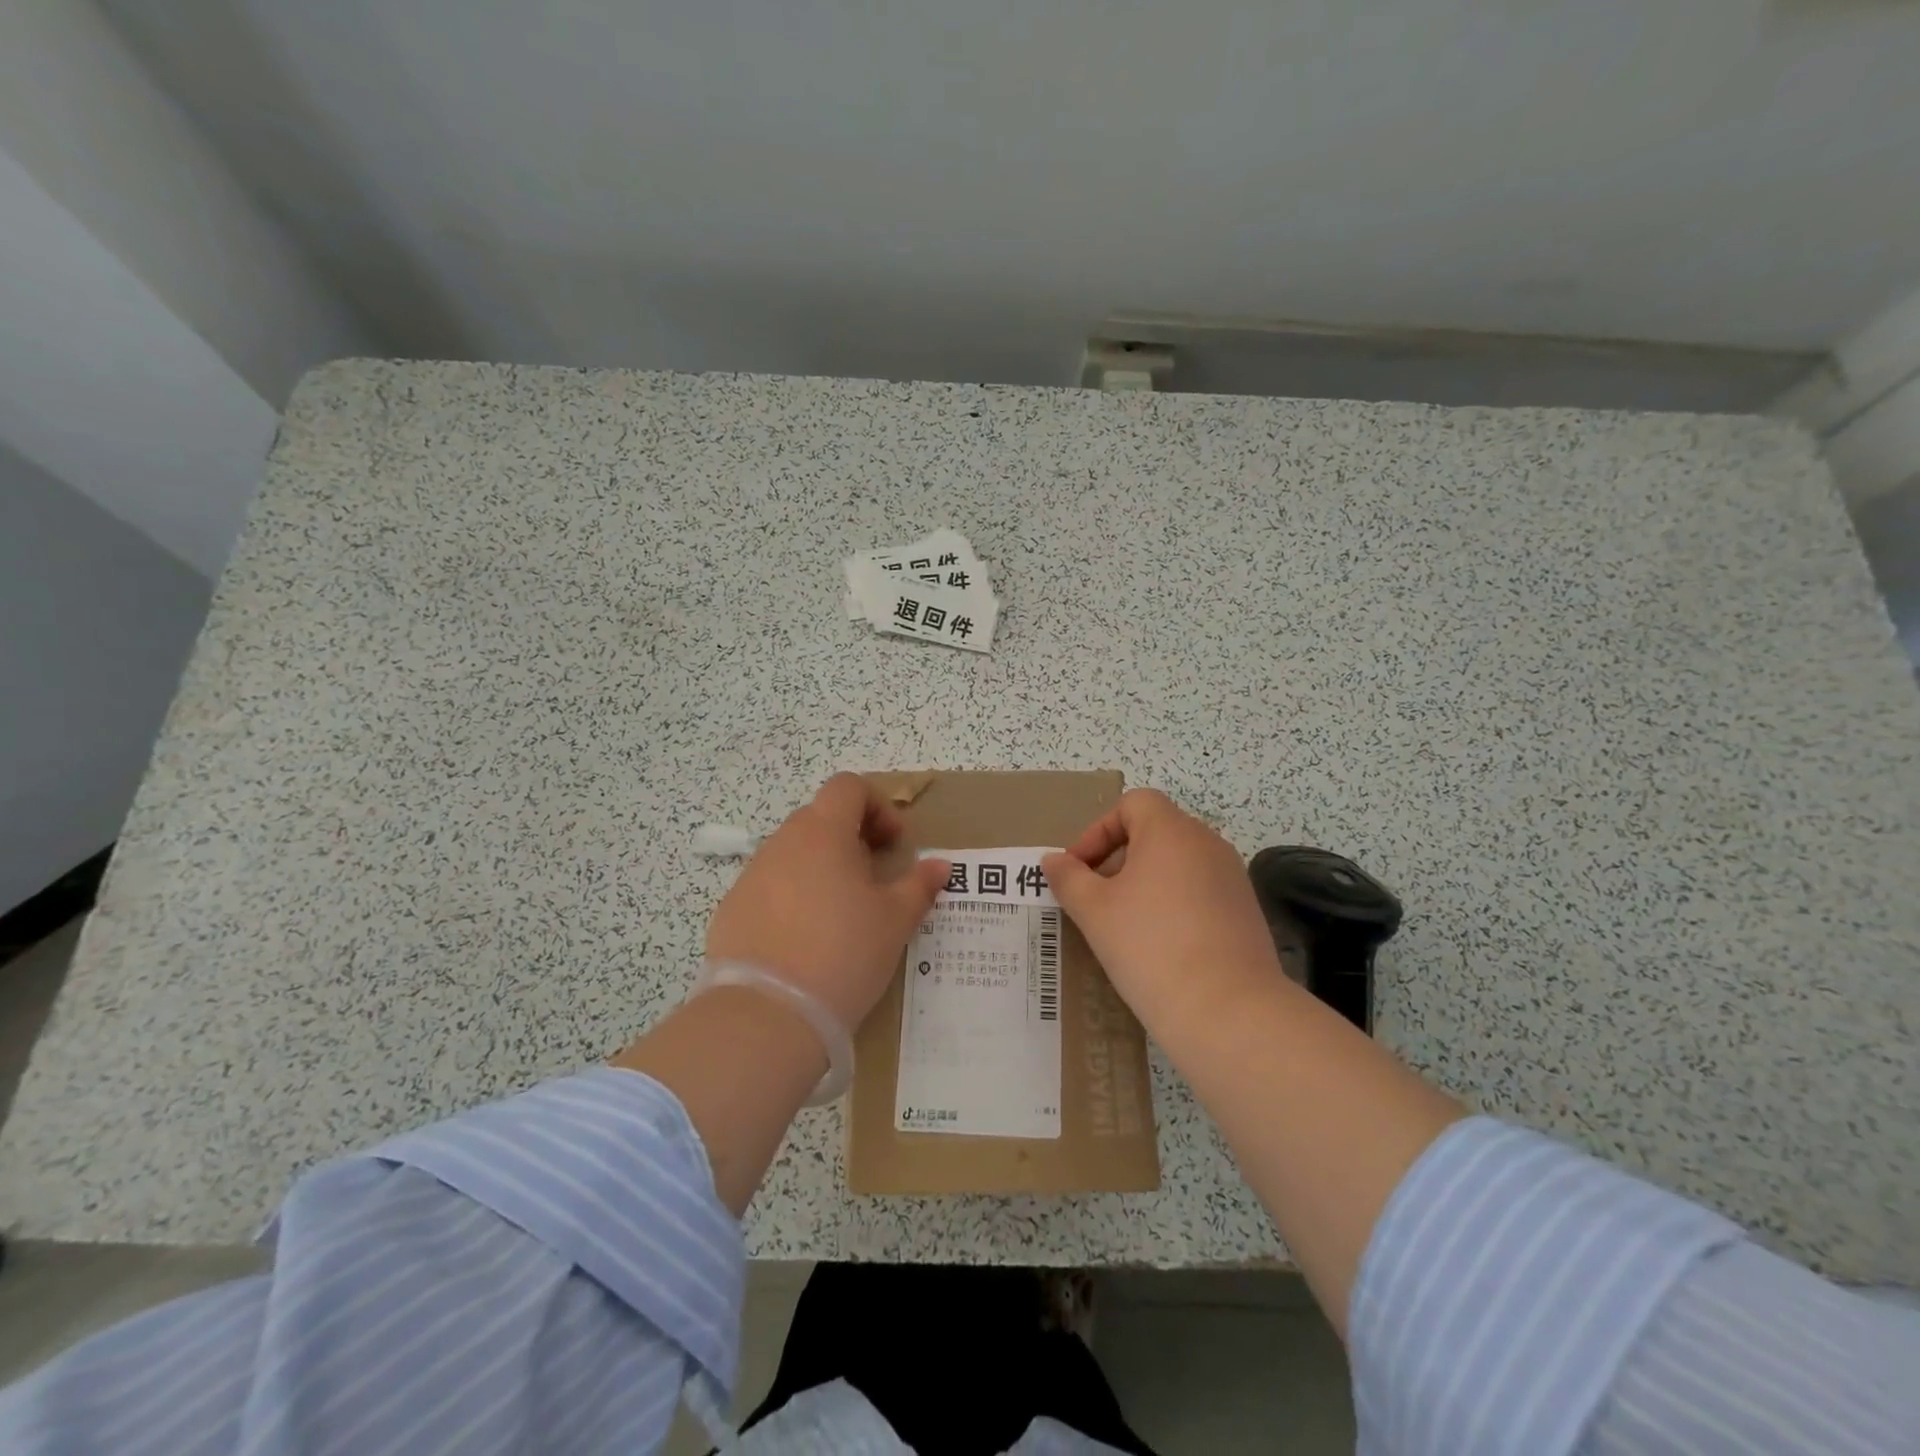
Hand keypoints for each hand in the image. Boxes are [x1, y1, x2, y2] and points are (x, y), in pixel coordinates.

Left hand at [705, 774, 949, 1029]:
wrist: (767, 1016)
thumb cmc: (843, 953)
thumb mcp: (895, 921)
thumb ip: (919, 885)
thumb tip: (939, 865)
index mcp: (823, 833)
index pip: (848, 787)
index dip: (878, 806)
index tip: (894, 845)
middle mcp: (782, 843)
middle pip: (821, 818)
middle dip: (853, 839)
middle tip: (874, 880)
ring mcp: (751, 876)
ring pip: (794, 854)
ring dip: (822, 868)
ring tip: (841, 914)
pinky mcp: (732, 909)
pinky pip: (770, 887)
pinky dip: (793, 897)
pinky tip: (805, 940)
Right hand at [1042, 789, 1281, 1034]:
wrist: (1227, 1011)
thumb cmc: (1150, 946)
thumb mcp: (1094, 911)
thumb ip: (1069, 878)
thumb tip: (1053, 860)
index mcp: (1171, 831)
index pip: (1133, 804)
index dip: (1099, 830)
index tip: (1079, 870)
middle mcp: (1207, 843)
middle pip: (1154, 831)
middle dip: (1117, 858)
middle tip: (1093, 898)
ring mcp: (1231, 877)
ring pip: (1177, 863)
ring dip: (1143, 882)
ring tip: (1121, 924)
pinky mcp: (1245, 911)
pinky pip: (1199, 891)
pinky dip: (1172, 903)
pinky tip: (1157, 944)